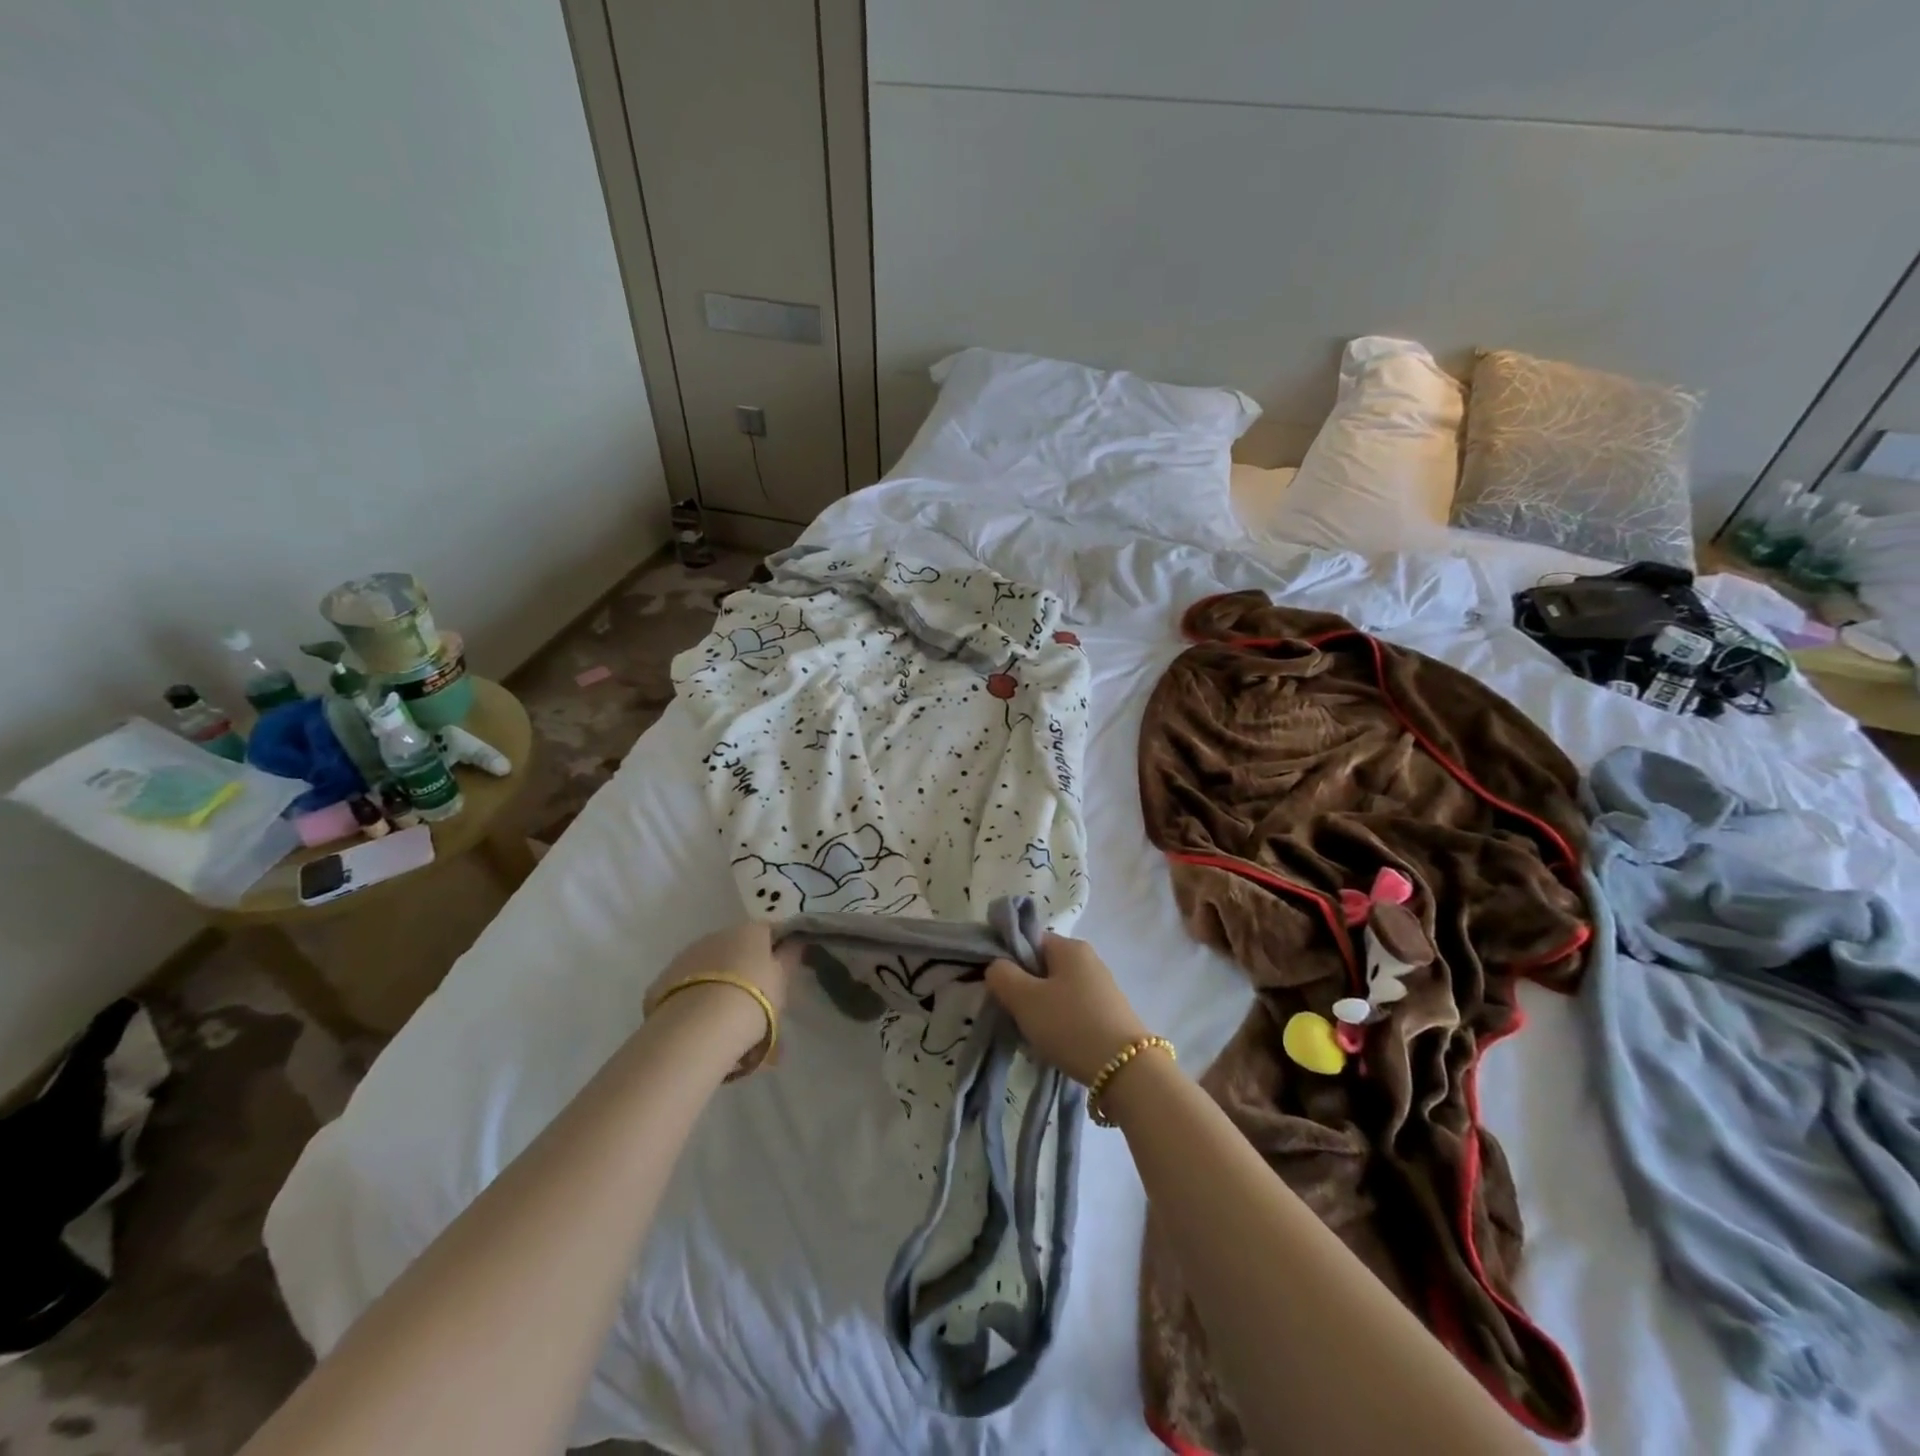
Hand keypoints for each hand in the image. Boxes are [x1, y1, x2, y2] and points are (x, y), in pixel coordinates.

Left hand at [646, 922, 798, 1073]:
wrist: (699, 1027)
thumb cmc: (754, 999)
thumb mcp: (782, 980)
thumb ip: (789, 957)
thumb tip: (795, 941)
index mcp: (750, 930)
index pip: (768, 931)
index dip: (776, 949)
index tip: (780, 973)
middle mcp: (717, 934)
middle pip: (736, 947)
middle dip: (744, 968)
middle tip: (753, 1002)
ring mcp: (687, 955)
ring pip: (709, 966)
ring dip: (718, 983)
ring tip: (724, 1020)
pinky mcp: (662, 980)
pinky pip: (687, 986)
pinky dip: (695, 997)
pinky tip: (700, 1023)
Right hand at [985, 934, 1151, 1086]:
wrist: (1126, 1071)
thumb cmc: (1070, 1025)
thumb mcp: (1025, 998)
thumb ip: (1002, 975)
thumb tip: (997, 966)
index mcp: (1070, 947)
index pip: (1029, 941)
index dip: (1008, 960)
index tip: (999, 989)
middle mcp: (1089, 960)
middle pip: (1042, 968)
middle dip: (1023, 991)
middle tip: (1013, 1015)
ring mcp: (1102, 988)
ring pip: (1056, 993)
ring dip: (1040, 1011)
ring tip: (1032, 1036)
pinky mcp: (1109, 1015)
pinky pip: (1073, 1012)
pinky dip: (1059, 1025)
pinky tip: (1054, 1046)